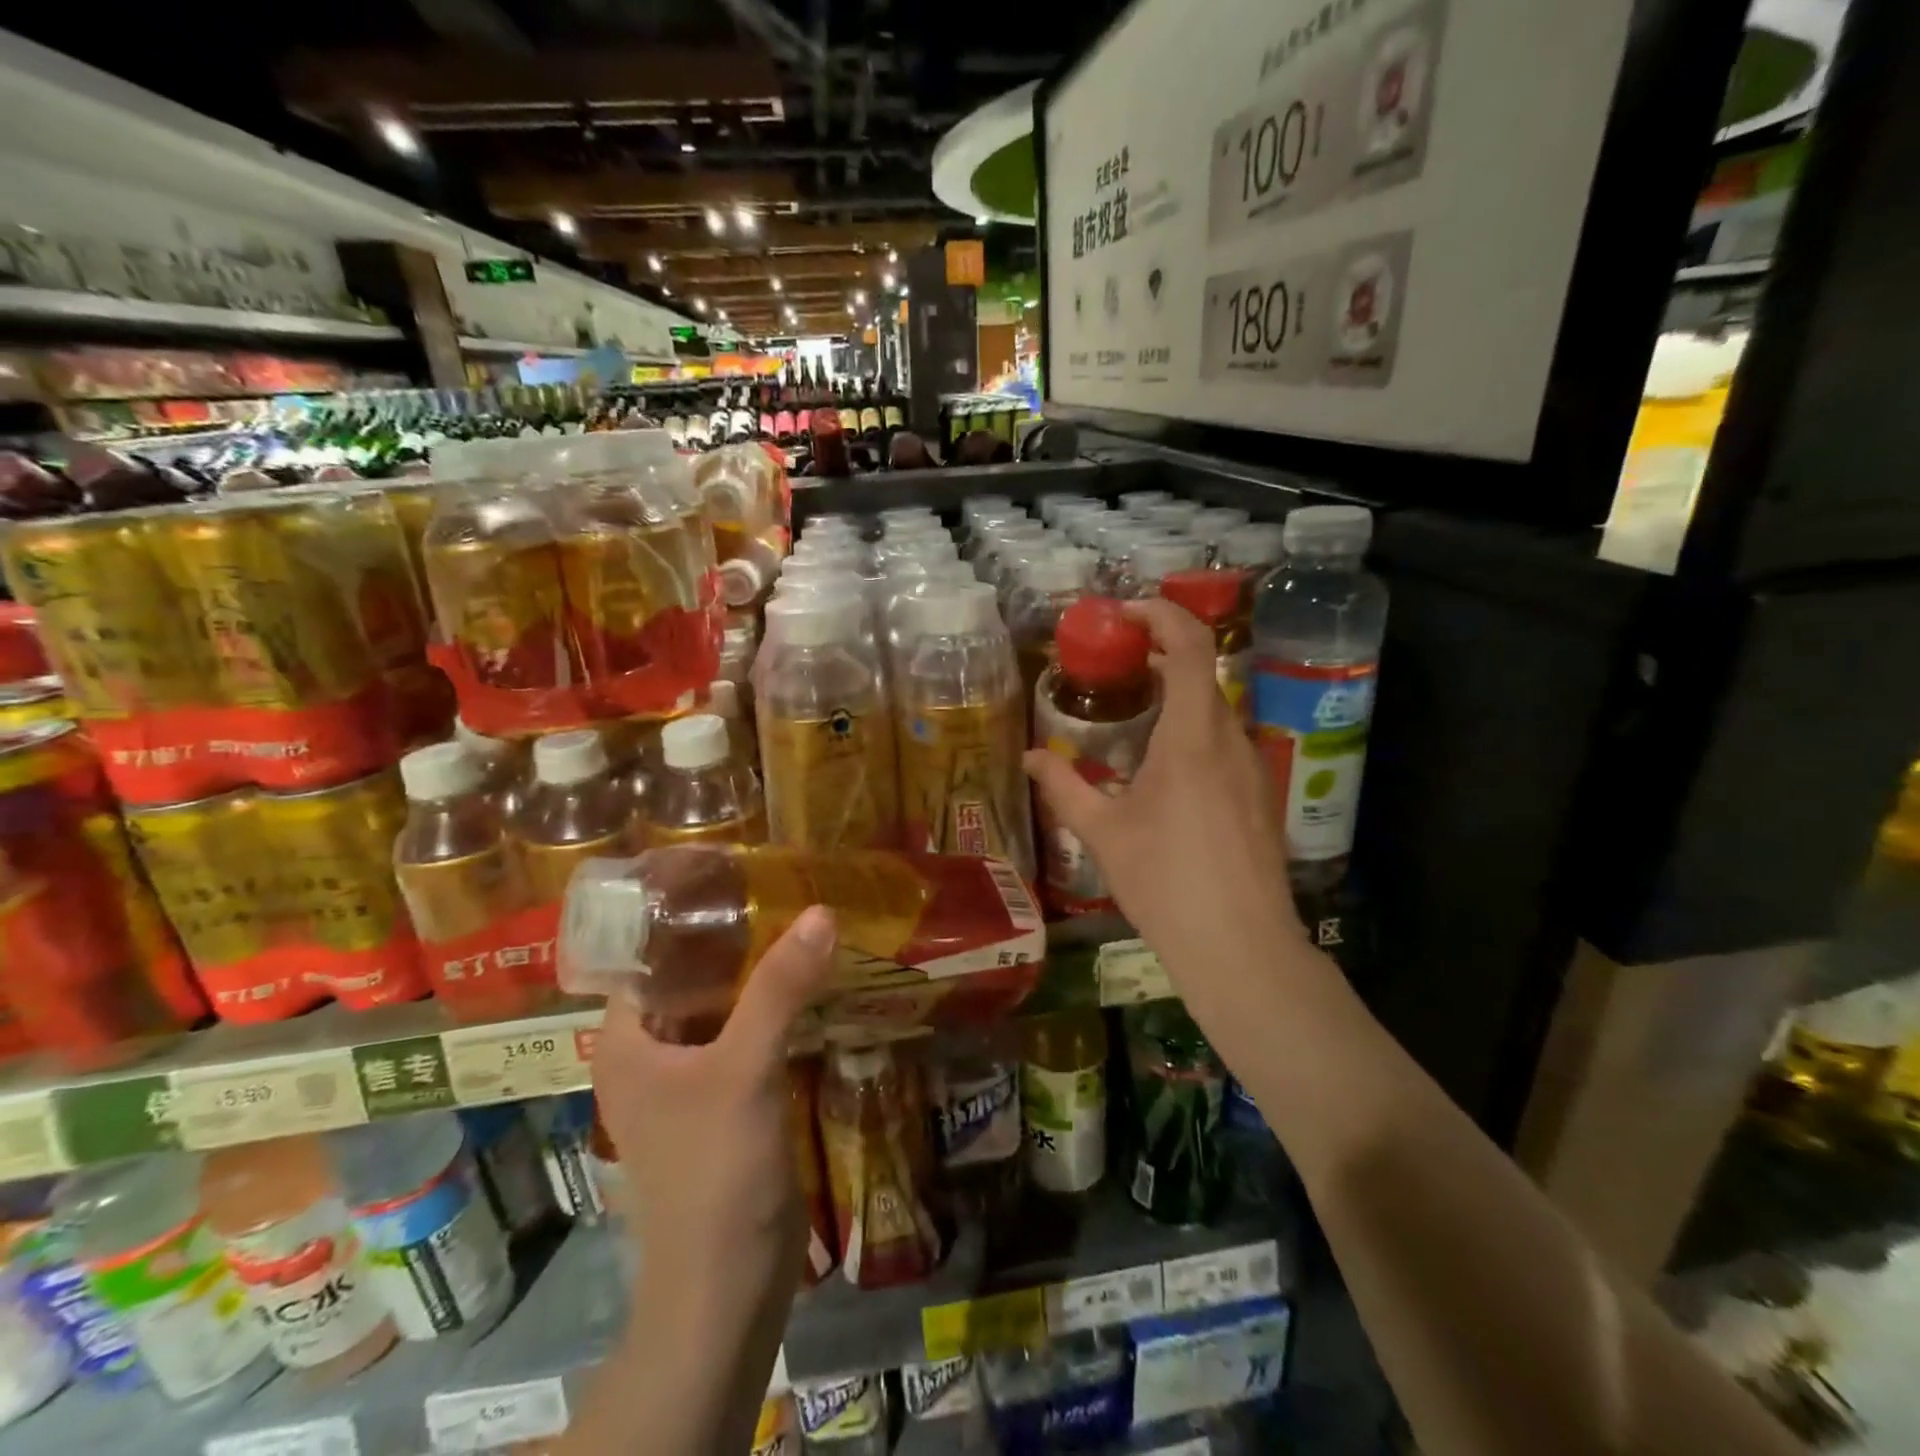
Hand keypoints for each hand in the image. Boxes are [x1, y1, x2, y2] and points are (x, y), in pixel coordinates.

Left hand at [591, 905, 837, 1290]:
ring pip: (722, 1004)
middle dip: (733, 937)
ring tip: (802, 921)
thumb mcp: (744, 1069)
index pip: (646, 953)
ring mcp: (687, 1078)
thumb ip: (779, 989)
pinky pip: (745, 1035)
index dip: (683, 911)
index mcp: (626, 1039)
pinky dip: (772, 1008)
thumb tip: (820, 911)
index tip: (732, 872)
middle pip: (689, 975)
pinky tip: (811, 981)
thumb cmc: (714, 1172)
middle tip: (781, 889)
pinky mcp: (724, 1098)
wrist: (728, 1285)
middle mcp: (650, 1052)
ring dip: (758, 972)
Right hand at [1024, 600, 1311, 1015]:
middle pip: (1202, 674)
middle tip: (1115, 666)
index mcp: (1192, 737)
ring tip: (1134, 714)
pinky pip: (1226, 741)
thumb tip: (1029, 757)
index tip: (1124, 614)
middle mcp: (1231, 739)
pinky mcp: (1261, 794)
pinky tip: (1165, 768)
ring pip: (1215, 709)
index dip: (1161, 615)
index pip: (1190, 647)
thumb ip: (1063, 786)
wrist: (1240, 946)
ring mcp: (1254, 766)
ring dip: (1178, 696)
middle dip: (1160, 656)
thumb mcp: (1102, 832)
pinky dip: (1194, 730)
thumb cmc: (1165, 881)